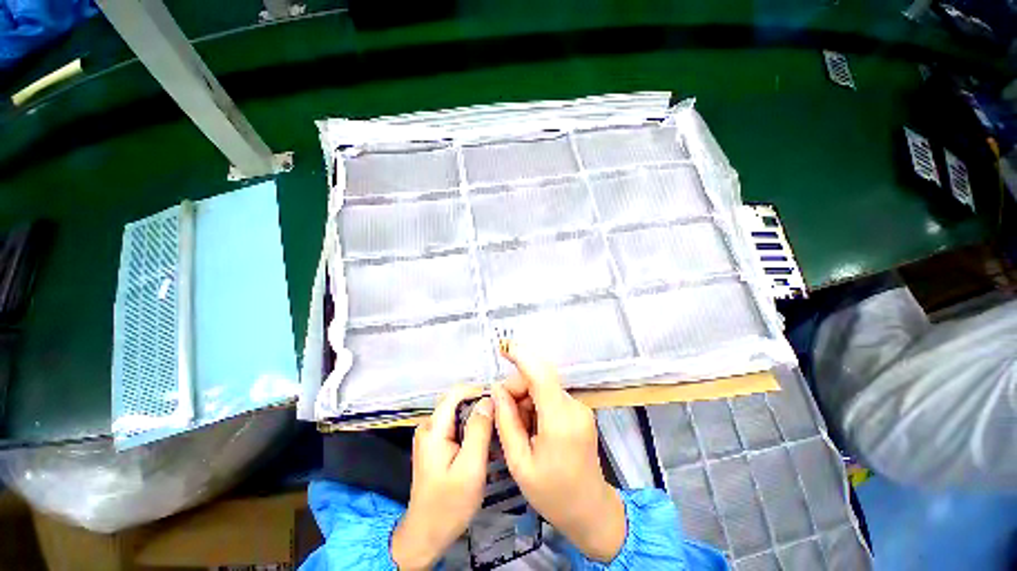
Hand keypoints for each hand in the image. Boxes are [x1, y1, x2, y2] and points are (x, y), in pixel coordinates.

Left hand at [391, 387, 493, 569]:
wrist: (426, 535)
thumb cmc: (449, 505)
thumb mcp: (470, 468)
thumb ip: (479, 431)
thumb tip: (489, 400)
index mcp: (434, 428)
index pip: (457, 392)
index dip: (480, 390)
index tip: (501, 400)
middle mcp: (429, 425)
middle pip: (458, 400)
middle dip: (481, 403)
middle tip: (503, 414)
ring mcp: (431, 434)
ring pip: (459, 412)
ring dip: (479, 415)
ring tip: (499, 425)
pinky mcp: (436, 444)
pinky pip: (457, 424)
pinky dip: (473, 426)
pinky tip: (486, 437)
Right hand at [491, 342, 626, 562]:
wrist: (590, 510)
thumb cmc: (552, 494)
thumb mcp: (520, 463)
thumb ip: (507, 421)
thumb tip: (498, 390)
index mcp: (560, 421)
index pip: (541, 376)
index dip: (522, 357)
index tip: (504, 348)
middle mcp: (574, 407)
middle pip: (540, 380)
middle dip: (517, 388)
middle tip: (504, 413)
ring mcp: (580, 408)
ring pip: (544, 387)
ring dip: (526, 398)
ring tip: (521, 429)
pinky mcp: (580, 410)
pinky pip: (551, 396)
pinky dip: (537, 404)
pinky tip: (534, 427)